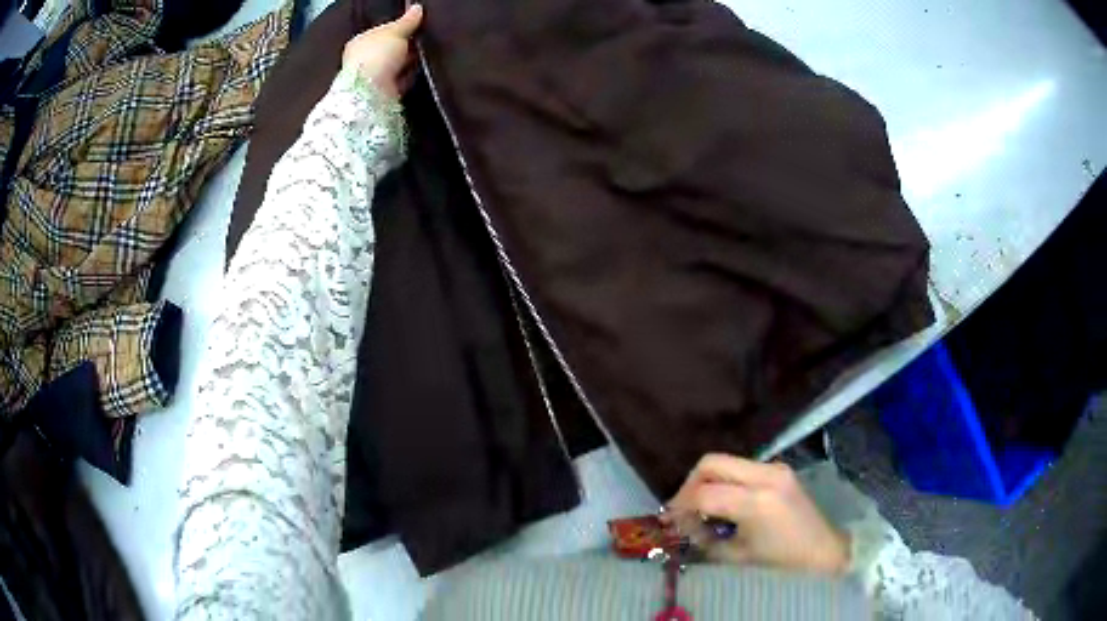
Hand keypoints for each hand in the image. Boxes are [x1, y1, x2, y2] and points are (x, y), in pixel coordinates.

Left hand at [342, 4, 423, 98]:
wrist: (371, 92)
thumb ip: (407, 20)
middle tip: (424, 39)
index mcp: (360, 42)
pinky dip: (411, 76)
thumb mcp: (394, 30)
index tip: (417, 25)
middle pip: (390, 49)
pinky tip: (422, 70)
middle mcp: (363, 60)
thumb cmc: (376, 55)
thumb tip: (416, 7)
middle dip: (406, 45)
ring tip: (426, 53)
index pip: (381, 32)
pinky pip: (402, 80)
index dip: (399, 27)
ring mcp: (373, 78)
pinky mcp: (384, 93)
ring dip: (409, 61)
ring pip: (396, 65)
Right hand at [665, 454, 849, 574]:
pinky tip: (723, 501)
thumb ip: (705, 538)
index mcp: (756, 502)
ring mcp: (775, 467)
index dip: (680, 506)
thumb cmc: (781, 559)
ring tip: (701, 506)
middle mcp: (765, 475)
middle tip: (682, 507)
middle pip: (712, 462)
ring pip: (725, 461)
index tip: (670, 521)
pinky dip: (724, 480)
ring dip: (706, 480)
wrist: (822, 548)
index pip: (704, 493)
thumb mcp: (737, 555)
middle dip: (689, 483)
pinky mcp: (779, 468)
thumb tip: (681, 525)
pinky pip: (741, 467)